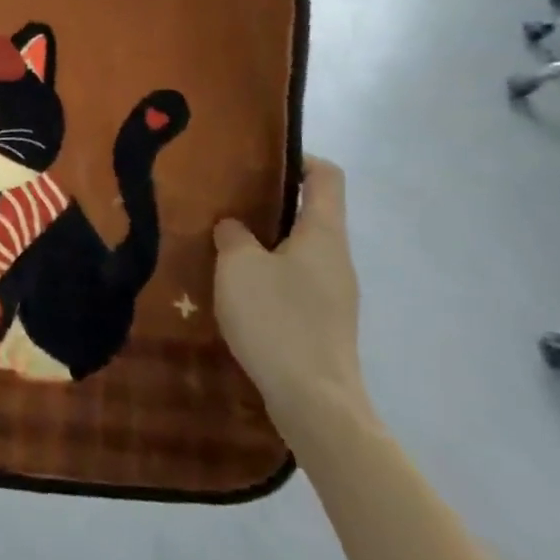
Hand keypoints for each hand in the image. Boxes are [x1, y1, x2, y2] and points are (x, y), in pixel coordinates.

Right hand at [213, 157, 370, 443]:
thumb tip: (234, 227)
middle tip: (226, 201)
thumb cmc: (278, 319)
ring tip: (223, 244)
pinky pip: (296, 282)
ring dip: (266, 243)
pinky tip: (237, 289)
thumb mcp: (238, 266)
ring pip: (300, 250)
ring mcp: (335, 293)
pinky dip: (269, 275)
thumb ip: (233, 236)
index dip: (298, 158)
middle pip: (311, 213)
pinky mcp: (324, 323)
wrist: (314, 401)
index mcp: (324, 233)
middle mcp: (336, 257)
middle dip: (270, 203)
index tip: (260, 160)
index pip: (326, 176)